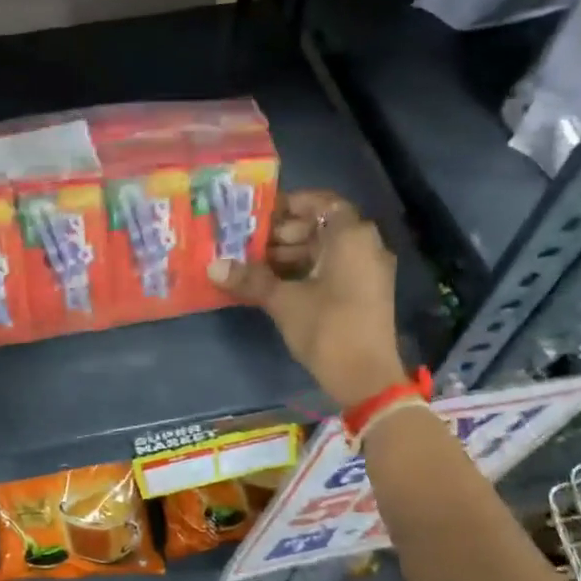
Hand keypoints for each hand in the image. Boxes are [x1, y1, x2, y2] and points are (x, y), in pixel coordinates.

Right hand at [207, 190, 405, 406]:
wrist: (366, 377)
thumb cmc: (327, 328)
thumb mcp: (283, 301)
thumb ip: (250, 279)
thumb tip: (213, 267)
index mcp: (351, 237)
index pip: (321, 202)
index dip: (290, 205)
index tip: (260, 215)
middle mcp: (366, 246)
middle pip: (322, 226)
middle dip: (285, 233)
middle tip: (250, 243)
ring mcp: (368, 271)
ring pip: (327, 250)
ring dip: (292, 254)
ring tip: (255, 266)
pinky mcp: (365, 293)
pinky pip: (334, 268)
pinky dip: (306, 270)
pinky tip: (275, 284)